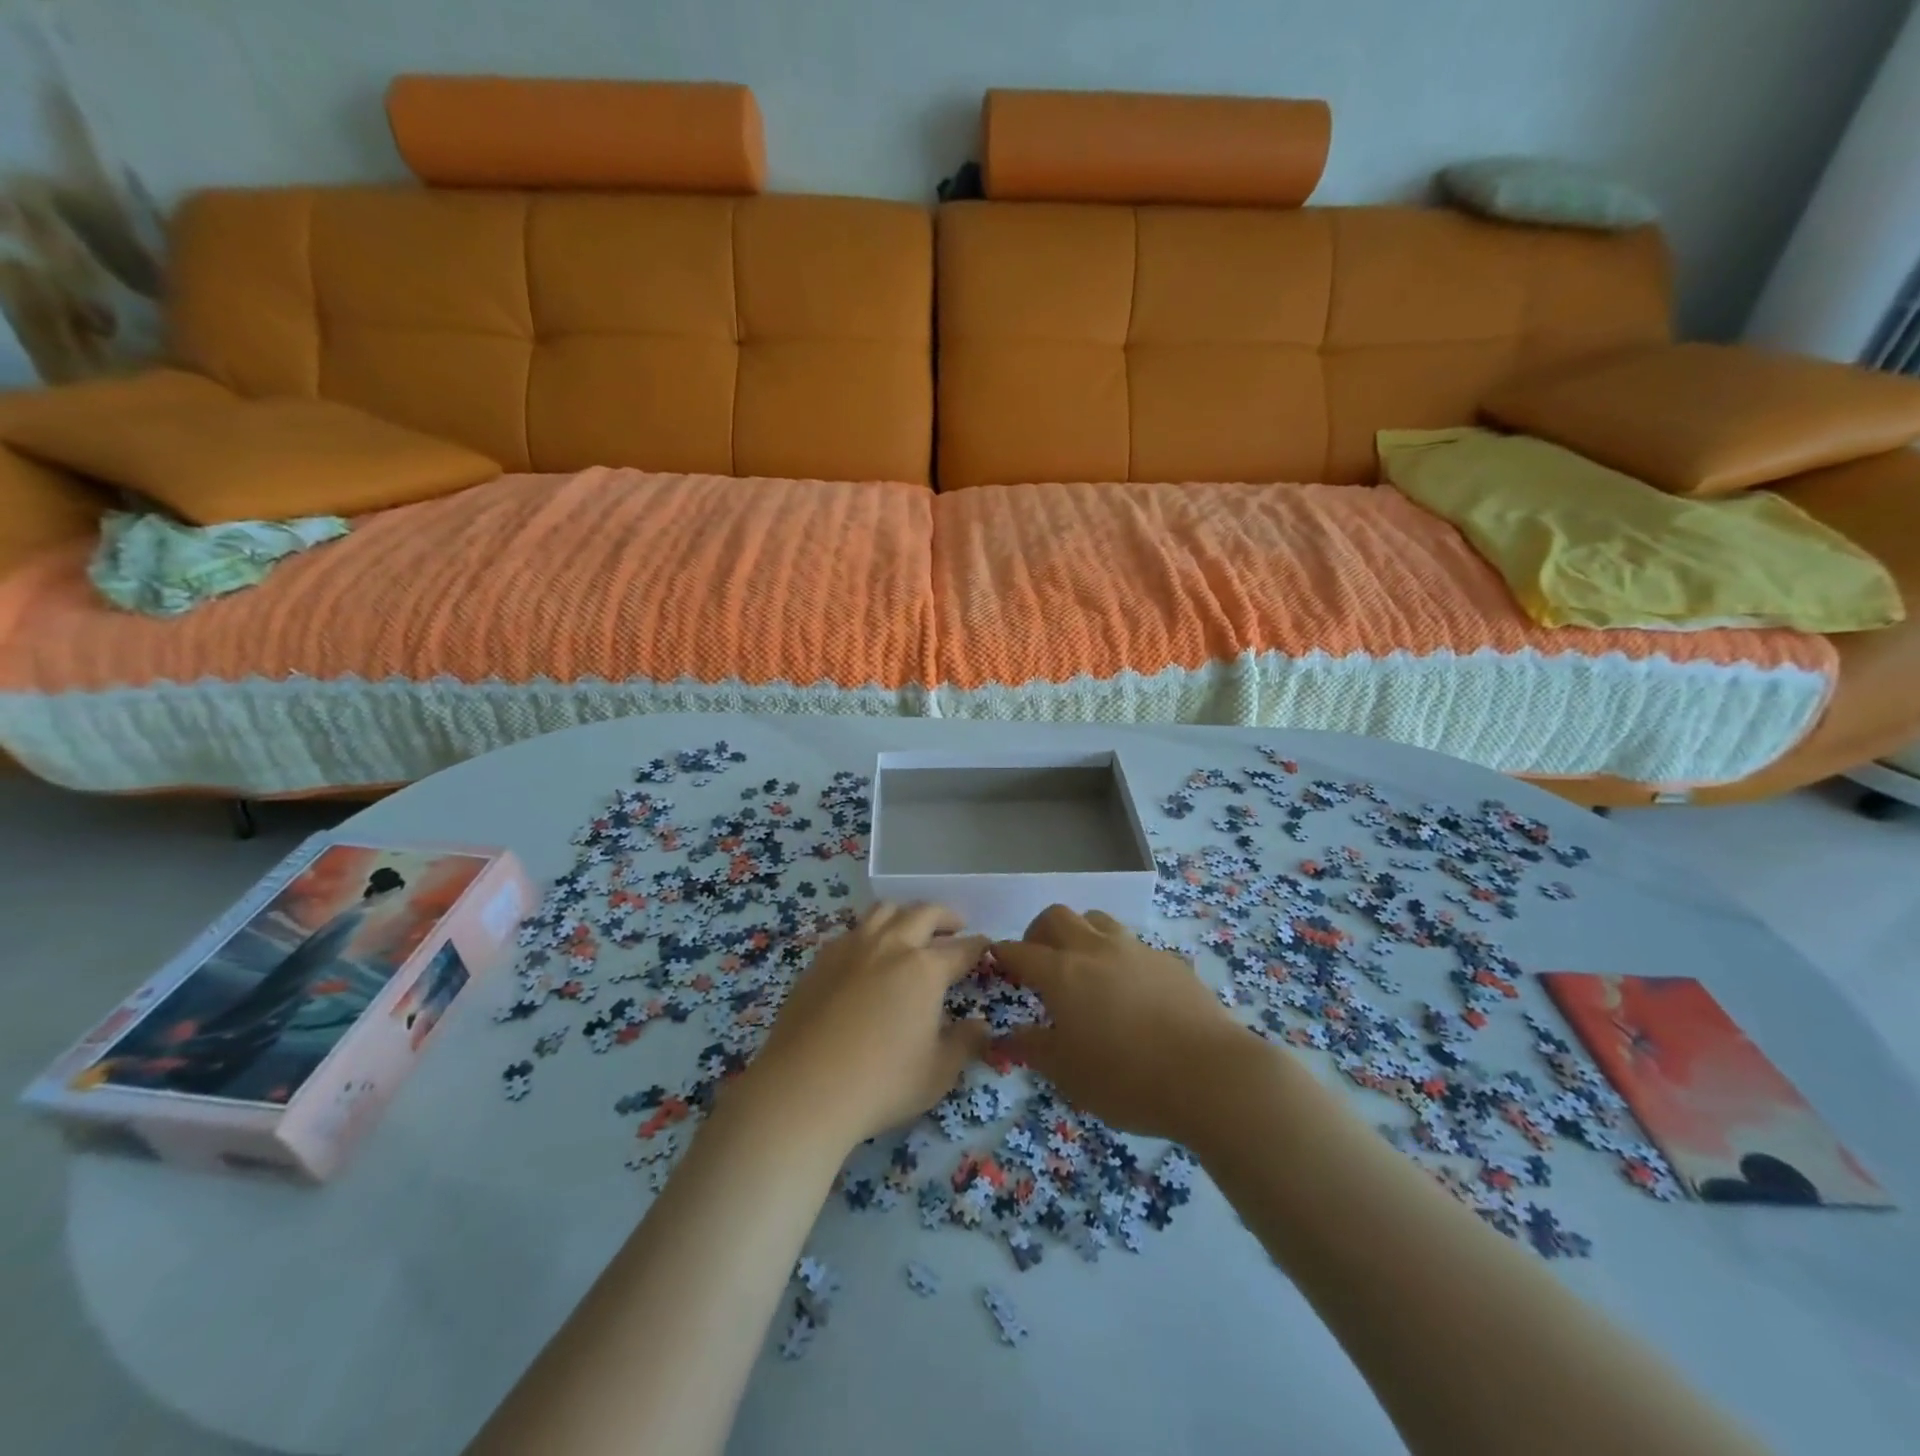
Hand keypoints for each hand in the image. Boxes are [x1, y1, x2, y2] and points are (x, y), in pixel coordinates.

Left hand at [735, 903, 990, 1148]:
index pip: (962, 949)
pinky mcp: (822, 959)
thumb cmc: (881, 1084)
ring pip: (885, 910)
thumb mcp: (938, 1073)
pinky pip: (853, 929)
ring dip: (906, 913)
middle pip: (924, 913)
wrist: (804, 1089)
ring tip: (912, 927)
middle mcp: (891, 946)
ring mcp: (852, 947)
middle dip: (946, 916)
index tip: (986, 946)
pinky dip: (871, 930)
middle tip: (956, 925)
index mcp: (924, 969)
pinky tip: (870, 950)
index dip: (978, 946)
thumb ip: (965, 1043)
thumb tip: (981, 1024)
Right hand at [992, 905, 1254, 1140]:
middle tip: (1038, 960)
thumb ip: (1033, 1049)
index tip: (998, 964)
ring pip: (1097, 919)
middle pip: (1057, 916)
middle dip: (1039, 932)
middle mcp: (1095, 949)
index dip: (1004, 955)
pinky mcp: (1168, 959)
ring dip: (1080, 933)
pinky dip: (1118, 954)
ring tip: (1083, 965)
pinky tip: (1128, 987)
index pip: (1020, 951)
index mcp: (1062, 973)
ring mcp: (1135, 949)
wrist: (1210, 1076)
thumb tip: (1005, 1036)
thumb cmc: (1127, 1079)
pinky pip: (1132, 943)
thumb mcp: (1068, 1074)